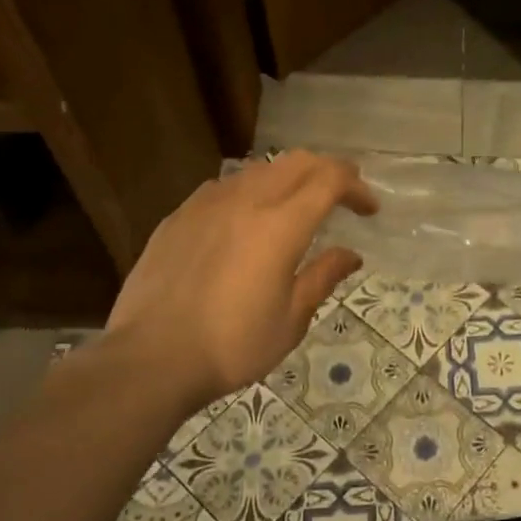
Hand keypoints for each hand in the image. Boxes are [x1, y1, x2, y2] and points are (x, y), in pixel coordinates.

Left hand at [102, 152, 376, 411]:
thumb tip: (350, 254)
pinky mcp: (178, 217)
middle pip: (296, 162)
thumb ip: (323, 277)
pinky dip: (250, 190)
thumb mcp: (291, 319)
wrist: (151, 359)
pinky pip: (223, 186)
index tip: (369, 209)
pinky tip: (246, 218)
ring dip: (288, 178)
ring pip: (258, 169)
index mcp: (280, 225)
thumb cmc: (232, 345)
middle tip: (343, 193)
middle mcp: (245, 201)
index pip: (329, 180)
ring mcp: (206, 204)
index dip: (356, 187)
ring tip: (296, 204)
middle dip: (327, 170)